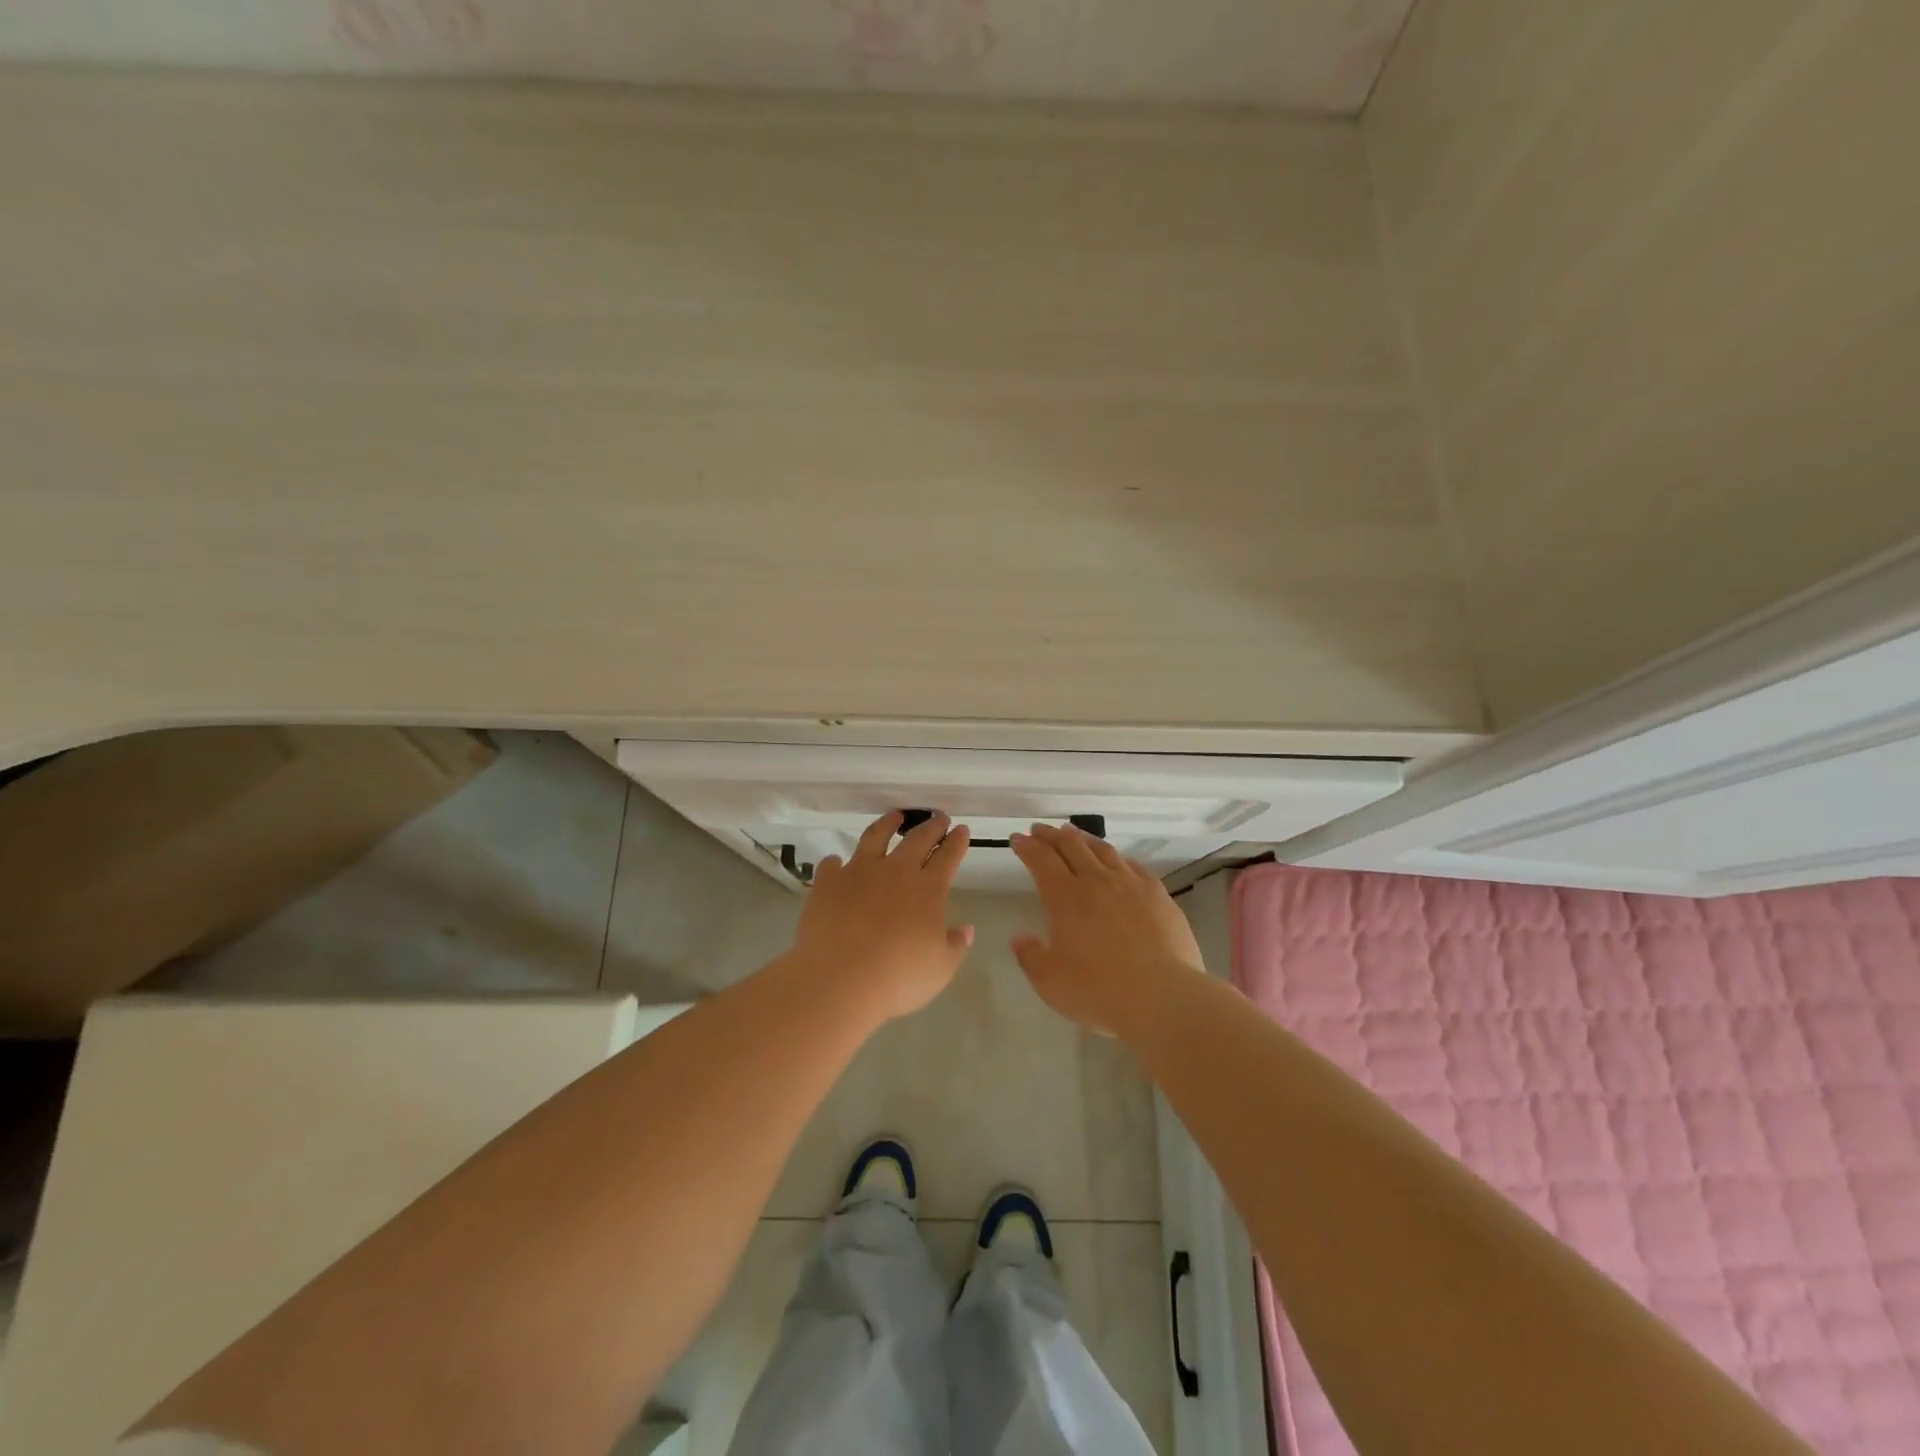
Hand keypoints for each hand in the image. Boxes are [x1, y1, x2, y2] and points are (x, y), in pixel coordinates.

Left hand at [787, 810, 973, 1022]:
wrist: (840, 979)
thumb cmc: (899, 977)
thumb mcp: (940, 968)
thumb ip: (955, 945)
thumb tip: (966, 929)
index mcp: (928, 889)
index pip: (948, 857)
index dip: (956, 842)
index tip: (961, 830)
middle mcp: (895, 871)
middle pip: (917, 839)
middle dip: (932, 827)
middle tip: (939, 818)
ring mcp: (859, 872)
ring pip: (875, 837)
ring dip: (887, 824)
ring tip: (894, 816)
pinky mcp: (828, 883)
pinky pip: (832, 865)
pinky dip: (837, 862)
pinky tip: (837, 862)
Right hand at [1009, 823, 1204, 1037]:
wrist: (1163, 997)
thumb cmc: (1099, 991)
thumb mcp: (1050, 982)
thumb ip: (1031, 957)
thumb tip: (1020, 939)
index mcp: (1065, 898)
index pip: (1041, 860)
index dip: (1027, 847)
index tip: (1017, 839)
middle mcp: (1097, 881)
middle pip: (1071, 845)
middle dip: (1051, 835)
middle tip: (1040, 830)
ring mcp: (1131, 885)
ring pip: (1103, 850)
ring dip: (1083, 838)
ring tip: (1074, 834)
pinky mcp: (1158, 895)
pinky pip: (1135, 866)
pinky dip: (1119, 858)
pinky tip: (1119, 861)